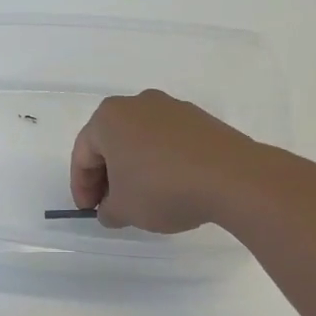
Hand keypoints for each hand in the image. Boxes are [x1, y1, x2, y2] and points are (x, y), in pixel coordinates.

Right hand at [69, 89, 264, 232]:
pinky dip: (161, 162)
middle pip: (110, 143)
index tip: (90, 212)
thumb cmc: (163, 189)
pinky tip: (170, 187)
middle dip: (107, 176)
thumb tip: (111, 208)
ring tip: (142, 199)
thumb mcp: (124, 210)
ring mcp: (172, 108)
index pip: (82, 155)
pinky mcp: (199, 119)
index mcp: (109, 118)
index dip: (82, 187)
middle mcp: (137, 104)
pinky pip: (167, 142)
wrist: (233, 178)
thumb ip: (107, 210)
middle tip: (111, 206)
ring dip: (134, 168)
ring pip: (140, 141)